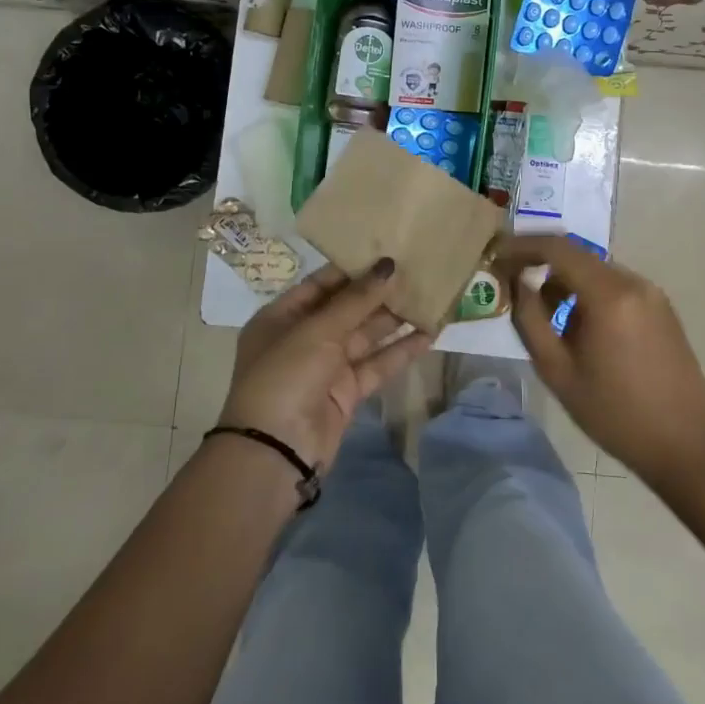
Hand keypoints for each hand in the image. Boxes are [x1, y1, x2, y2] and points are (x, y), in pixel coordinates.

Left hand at [218, 259, 433, 471]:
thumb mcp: (317, 331)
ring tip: (429, 297)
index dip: (352, 269)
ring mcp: (325, 367)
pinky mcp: (347, 392)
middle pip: (346, 309)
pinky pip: (376, 364)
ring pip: (365, 336)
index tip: (387, 252)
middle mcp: (302, 338)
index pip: (321, 284)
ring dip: (394, 320)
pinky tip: (429, 335)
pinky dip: (400, 351)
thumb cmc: (285, 376)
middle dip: (378, 293)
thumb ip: (355, 299)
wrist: (276, 451)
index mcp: (281, 317)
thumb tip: (388, 265)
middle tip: (415, 270)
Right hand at [498, 235, 704, 488]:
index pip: (557, 247)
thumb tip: (517, 283)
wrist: (686, 446)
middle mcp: (633, 282)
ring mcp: (652, 293)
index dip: (522, 246)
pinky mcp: (662, 308)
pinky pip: (615, 286)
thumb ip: (530, 320)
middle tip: (513, 287)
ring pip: (595, 271)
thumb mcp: (558, 372)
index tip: (496, 257)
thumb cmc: (615, 414)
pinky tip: (581, 330)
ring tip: (548, 320)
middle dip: (540, 265)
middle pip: (576, 256)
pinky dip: (589, 294)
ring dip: (565, 283)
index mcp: (609, 294)